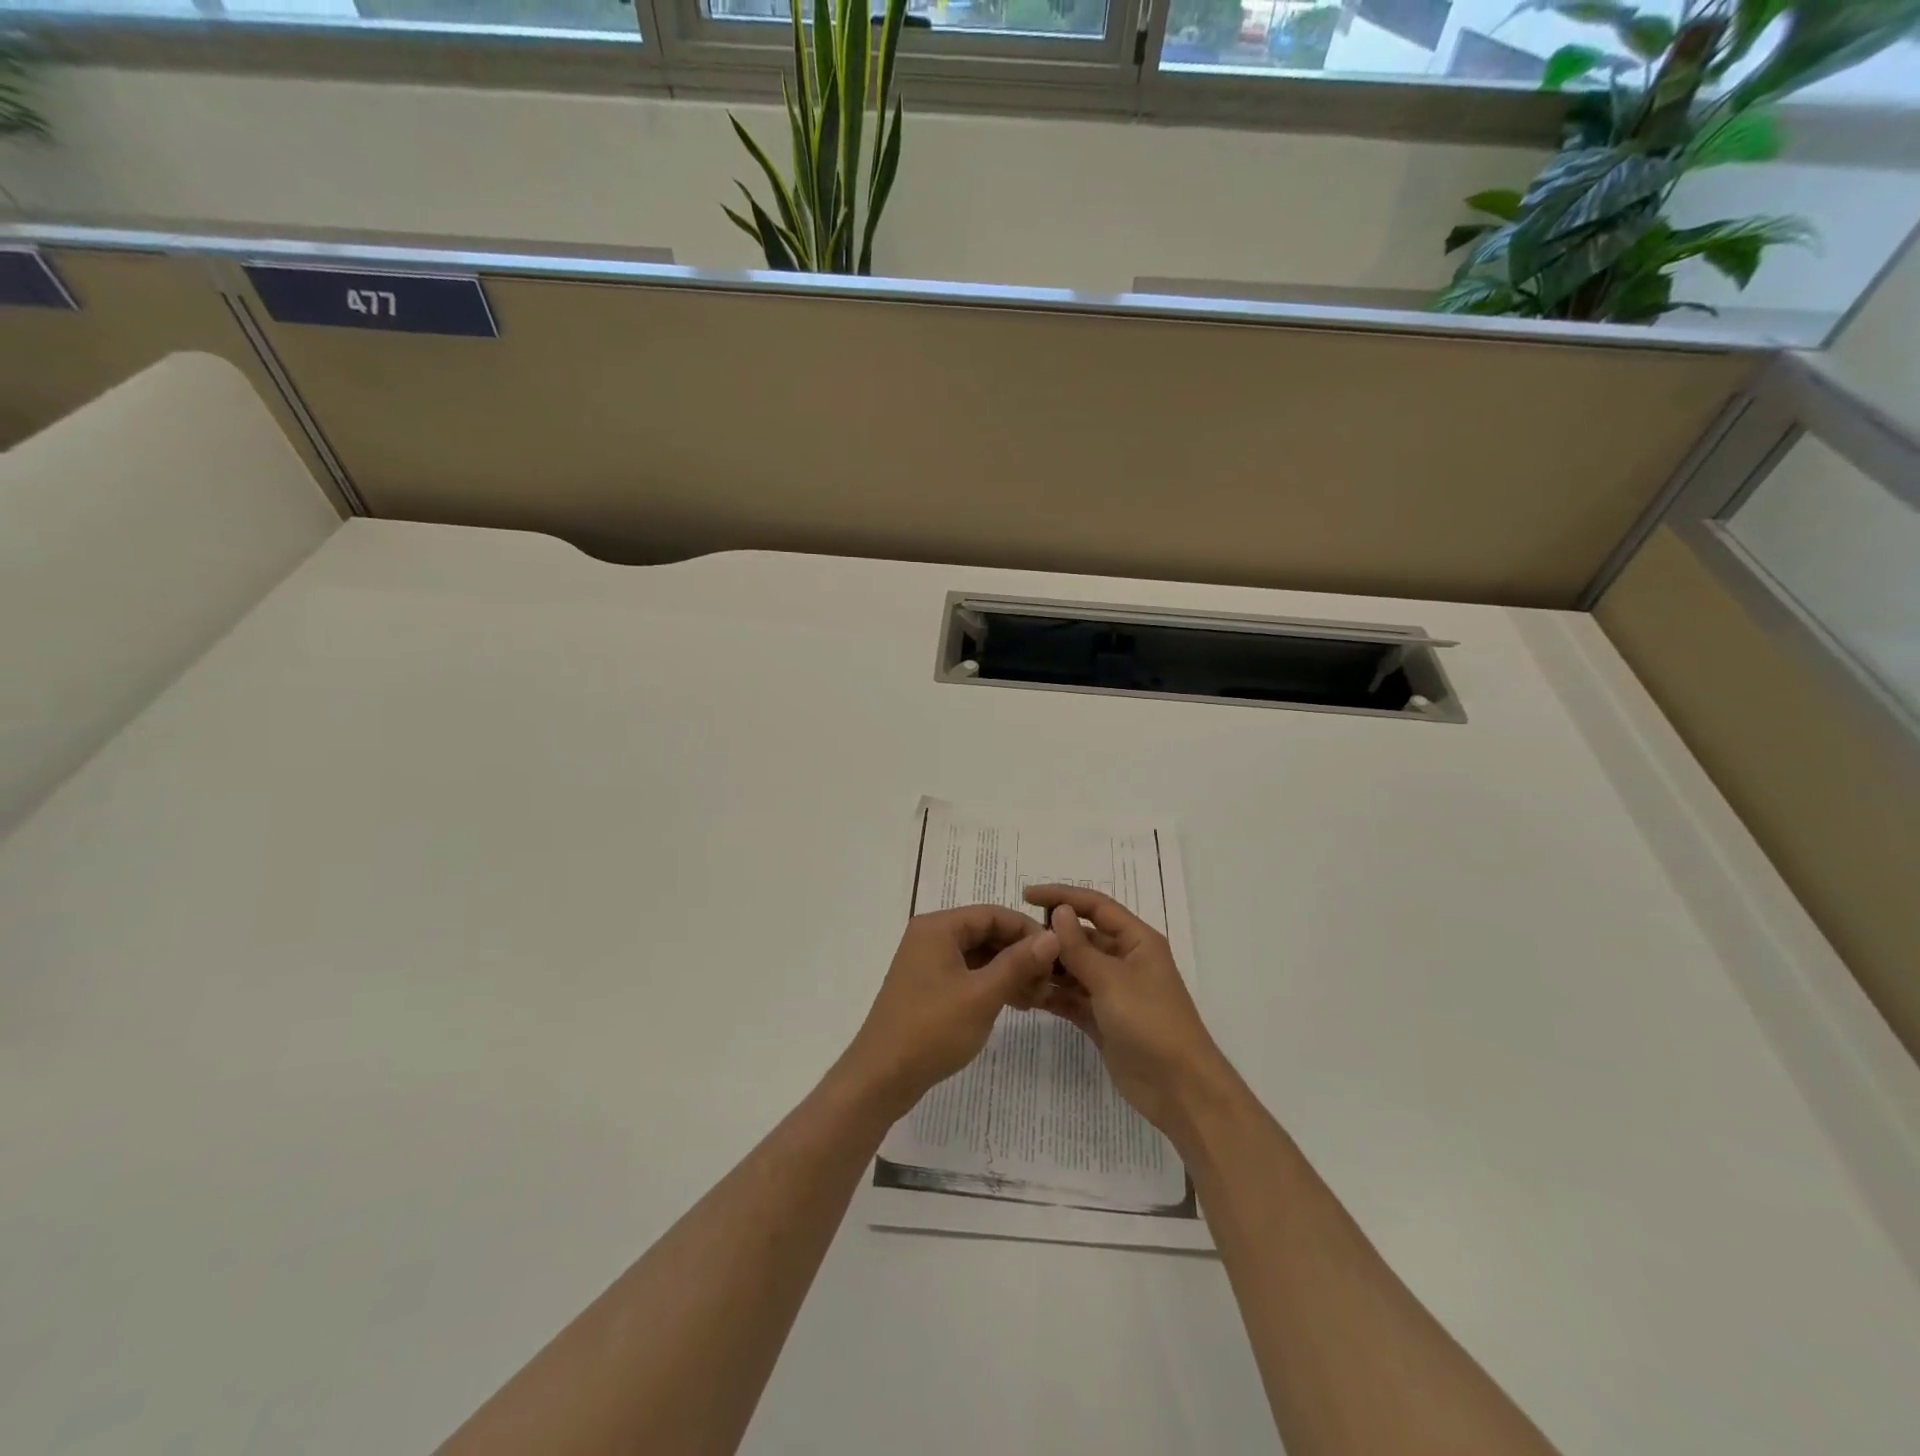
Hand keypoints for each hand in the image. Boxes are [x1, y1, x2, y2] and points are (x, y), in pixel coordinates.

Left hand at [840, 904, 1059, 1119]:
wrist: (880, 1078)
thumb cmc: (931, 1030)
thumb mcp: (982, 995)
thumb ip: (1018, 963)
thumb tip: (1054, 936)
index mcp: (938, 927)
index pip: (993, 913)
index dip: (1028, 930)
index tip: (1058, 954)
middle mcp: (931, 937)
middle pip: (986, 933)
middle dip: (1021, 953)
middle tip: (1051, 981)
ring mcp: (928, 963)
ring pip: (979, 956)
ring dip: (1010, 971)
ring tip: (1040, 996)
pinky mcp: (929, 988)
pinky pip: (968, 974)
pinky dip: (992, 984)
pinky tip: (1017, 1004)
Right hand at [1023, 884, 1233, 1139]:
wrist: (1179, 1089)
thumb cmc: (1151, 1023)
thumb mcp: (1112, 980)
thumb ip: (1080, 947)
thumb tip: (1058, 911)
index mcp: (1137, 941)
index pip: (1095, 906)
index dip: (1062, 896)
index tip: (1026, 895)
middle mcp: (1125, 960)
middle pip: (1082, 937)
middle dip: (1050, 936)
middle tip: (1012, 939)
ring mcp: (1112, 991)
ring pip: (1073, 969)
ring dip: (1047, 967)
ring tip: (1012, 966)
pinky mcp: (1101, 1019)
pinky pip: (1071, 998)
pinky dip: (1051, 994)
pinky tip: (1023, 993)